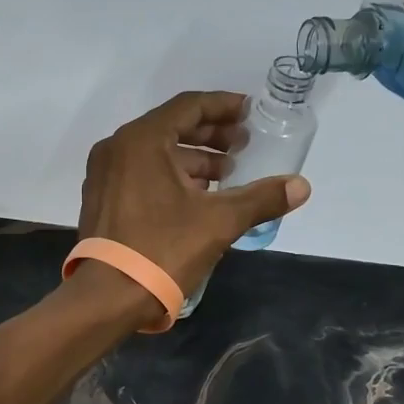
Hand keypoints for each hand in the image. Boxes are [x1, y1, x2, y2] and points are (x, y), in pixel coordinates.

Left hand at [78, 91, 311, 296]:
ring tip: (227, 174)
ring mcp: (104, 174)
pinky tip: (197, 195)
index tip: (250, 112)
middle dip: (211, 134)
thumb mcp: (218, 222)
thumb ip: (261, 198)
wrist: (108, 297)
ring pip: (156, 152)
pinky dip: (171, 175)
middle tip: (243, 145)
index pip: (189, 107)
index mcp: (142, 140)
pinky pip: (141, 172)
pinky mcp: (102, 198)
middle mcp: (117, 148)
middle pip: (171, 127)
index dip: (223, 106)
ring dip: (193, 158)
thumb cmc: (162, 249)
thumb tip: (301, 186)